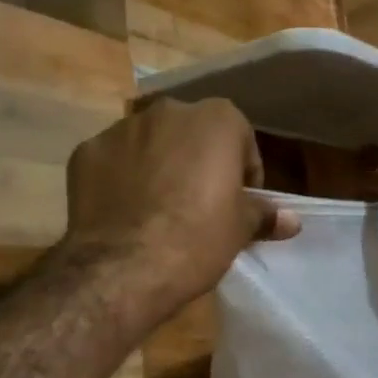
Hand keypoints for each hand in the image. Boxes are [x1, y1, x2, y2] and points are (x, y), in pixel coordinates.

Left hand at [61, 98, 299, 315]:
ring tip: (157, 209)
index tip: (238, 202)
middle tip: (198, 204)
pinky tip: (122, 211)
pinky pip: (112, 160)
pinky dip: (119, 177)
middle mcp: (168, 111)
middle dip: (197, 161)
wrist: (122, 267)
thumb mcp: (240, 228)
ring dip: (157, 164)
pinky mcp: (86, 151)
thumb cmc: (197, 239)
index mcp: (215, 119)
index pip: (240, 139)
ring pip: (149, 143)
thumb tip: (291, 220)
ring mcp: (122, 128)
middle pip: (192, 134)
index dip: (242, 172)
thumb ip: (264, 214)